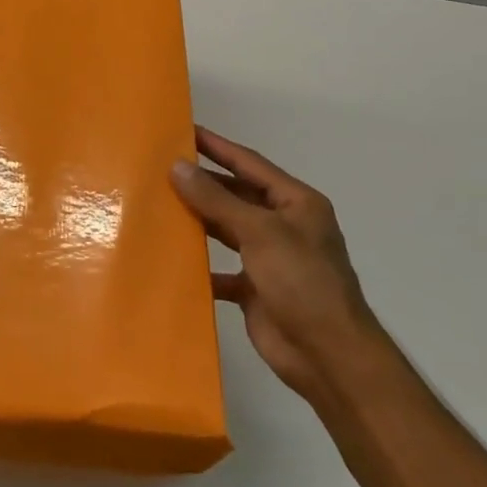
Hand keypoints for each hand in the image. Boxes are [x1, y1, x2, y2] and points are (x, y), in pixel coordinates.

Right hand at [171, 127, 374, 397]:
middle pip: (236, 196)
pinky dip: (200, 265)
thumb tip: (177, 166)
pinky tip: (171, 258)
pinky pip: (221, 269)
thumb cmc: (301, 281)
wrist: (327, 355)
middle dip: (203, 183)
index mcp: (296, 203)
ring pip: (227, 230)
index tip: (184, 131)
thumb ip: (216, 200)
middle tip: (160, 168)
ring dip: (198, 220)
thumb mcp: (259, 232)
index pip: (250, 164)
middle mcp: (284, 226)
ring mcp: (270, 259)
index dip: (218, 147)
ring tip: (158, 205)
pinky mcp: (255, 289)